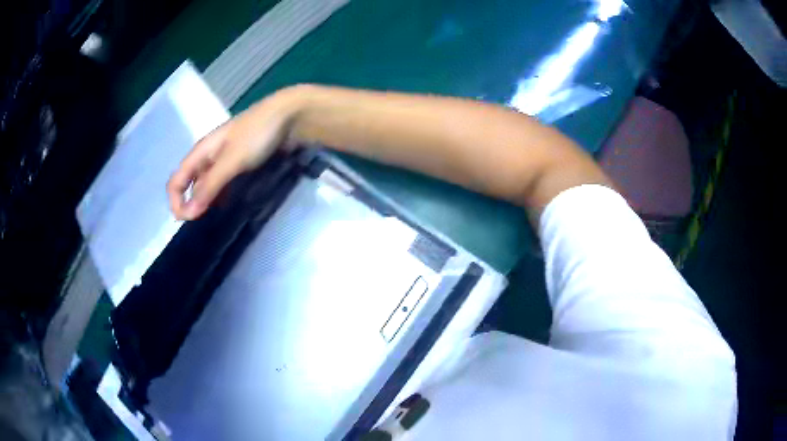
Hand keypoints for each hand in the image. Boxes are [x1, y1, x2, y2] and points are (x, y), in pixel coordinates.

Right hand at [167, 87, 302, 219]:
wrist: (289, 115)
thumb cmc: (257, 134)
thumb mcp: (231, 160)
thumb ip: (210, 185)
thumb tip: (189, 212)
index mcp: (200, 152)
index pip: (176, 181)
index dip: (176, 202)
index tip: (188, 221)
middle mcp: (208, 156)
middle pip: (190, 184)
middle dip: (192, 205)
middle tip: (205, 225)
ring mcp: (224, 158)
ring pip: (208, 184)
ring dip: (208, 202)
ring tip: (217, 220)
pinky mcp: (240, 162)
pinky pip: (224, 182)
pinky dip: (223, 195)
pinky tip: (231, 206)